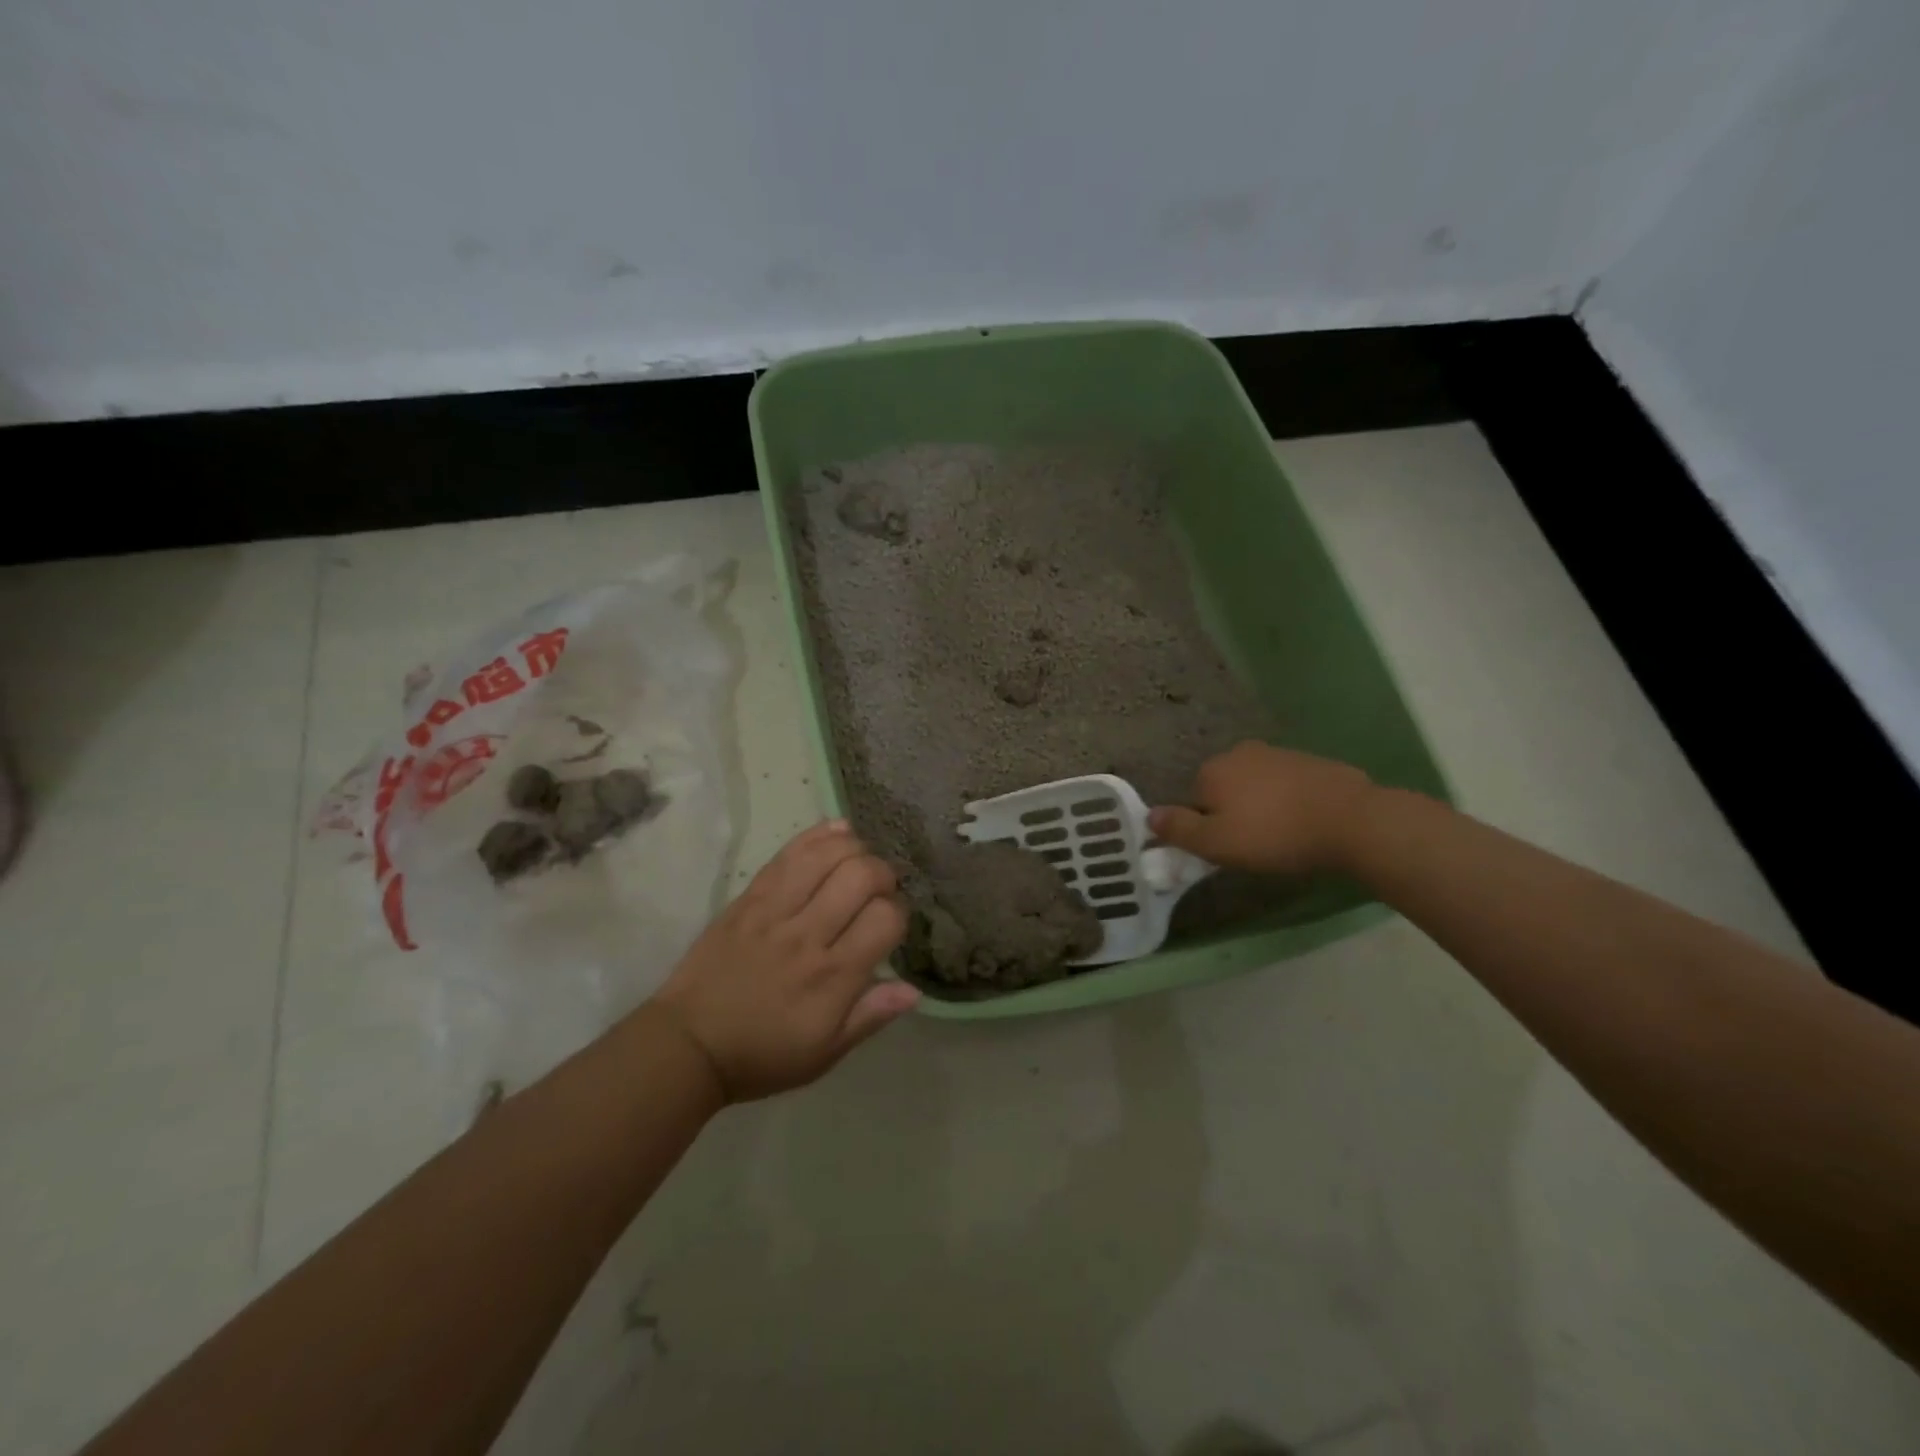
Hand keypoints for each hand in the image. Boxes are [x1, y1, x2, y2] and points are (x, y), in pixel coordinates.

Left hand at [651, 820, 917, 1101]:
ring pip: (827, 855)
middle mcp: (808, 935)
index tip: (889, 924)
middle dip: (883, 874)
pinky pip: (789, 854)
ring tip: (856, 862)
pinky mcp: (749, 897)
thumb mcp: (825, 1053)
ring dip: (854, 850)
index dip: (898, 913)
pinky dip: (819, 835)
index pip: (886, 918)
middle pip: (862, 875)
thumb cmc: (763, 1054)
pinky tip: (838, 832)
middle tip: (877, 890)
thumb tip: (915, 989)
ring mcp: (775, 911)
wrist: (688, 1043)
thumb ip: (870, 1016)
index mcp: (833, 977)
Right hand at [1149, 741, 1375, 877]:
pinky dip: (1289, 801)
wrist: (1352, 820)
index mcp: (1212, 770)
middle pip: (1224, 790)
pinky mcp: (1310, 761)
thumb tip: (1149, 816)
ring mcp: (1277, 753)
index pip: (1194, 801)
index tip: (1228, 849)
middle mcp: (1239, 753)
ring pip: (1255, 786)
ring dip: (1262, 807)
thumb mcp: (1217, 844)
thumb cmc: (1275, 835)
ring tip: (1283, 837)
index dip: (1207, 828)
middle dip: (1233, 813)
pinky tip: (1305, 823)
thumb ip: (1179, 830)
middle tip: (1254, 846)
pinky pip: (1286, 785)